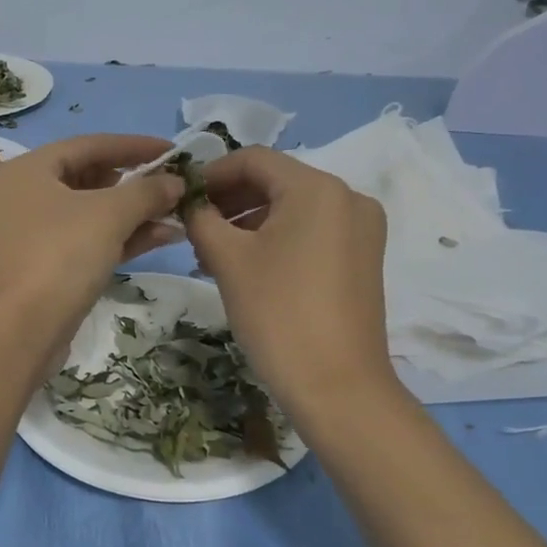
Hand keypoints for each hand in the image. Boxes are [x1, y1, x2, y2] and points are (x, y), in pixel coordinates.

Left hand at [0, 134, 183, 351]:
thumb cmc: (57, 257)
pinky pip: (88, 242)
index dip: (134, 146)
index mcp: (27, 171)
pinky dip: (122, 238)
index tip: (174, 151)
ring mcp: (32, 236)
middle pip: (89, 179)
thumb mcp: (108, 215)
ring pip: (91, 214)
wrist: (15, 334)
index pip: (89, 145)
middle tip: (176, 185)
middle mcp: (24, 197)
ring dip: (135, 213)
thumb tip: (176, 182)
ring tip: (179, 213)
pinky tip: (162, 237)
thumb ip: (146, 192)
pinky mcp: (44, 269)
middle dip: (136, 183)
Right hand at [184, 147, 398, 435]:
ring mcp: (362, 228)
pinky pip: (313, 231)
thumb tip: (191, 205)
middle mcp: (348, 197)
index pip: (254, 159)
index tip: (182, 198)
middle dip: (231, 200)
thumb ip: (202, 219)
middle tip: (194, 228)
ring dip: (251, 221)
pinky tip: (248, 264)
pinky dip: (278, 239)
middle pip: (276, 181)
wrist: (338, 387)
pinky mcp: (364, 257)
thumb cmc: (278, 314)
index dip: (212, 173)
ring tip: (213, 252)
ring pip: (294, 208)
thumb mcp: (228, 260)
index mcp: (317, 187)